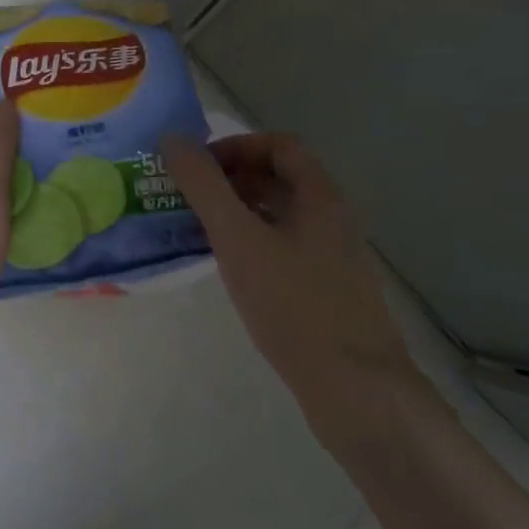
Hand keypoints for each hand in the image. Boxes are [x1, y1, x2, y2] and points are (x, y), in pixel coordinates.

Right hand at [163, 132, 414, 413]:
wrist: (356, 390)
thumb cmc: (294, 305)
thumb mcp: (238, 239)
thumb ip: (203, 186)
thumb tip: (172, 138)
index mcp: (320, 196)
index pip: (279, 145)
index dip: (236, 147)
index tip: (198, 168)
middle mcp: (331, 218)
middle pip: (279, 178)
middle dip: (231, 179)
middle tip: (188, 197)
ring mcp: (332, 257)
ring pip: (280, 216)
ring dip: (238, 212)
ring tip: (196, 229)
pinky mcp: (326, 290)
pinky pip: (283, 248)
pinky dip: (251, 243)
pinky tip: (228, 268)